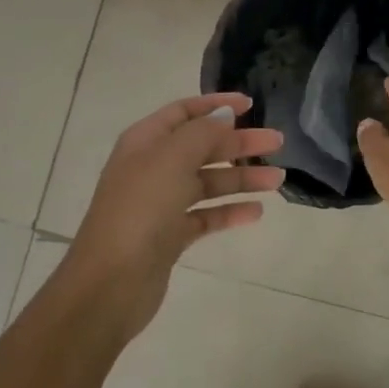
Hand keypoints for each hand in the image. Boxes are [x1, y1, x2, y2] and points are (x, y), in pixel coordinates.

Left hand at [62, 92, 283, 335]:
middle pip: (202, 146)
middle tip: (276, 142)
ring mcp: (161, 203)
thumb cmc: (141, 209)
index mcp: (146, 141)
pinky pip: (206, 215)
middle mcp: (152, 167)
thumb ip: (202, 132)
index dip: (216, 105)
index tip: (250, 105)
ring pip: (208, 182)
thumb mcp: (172, 159)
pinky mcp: (170, 236)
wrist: (110, 282)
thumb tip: (224, 115)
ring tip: (277, 179)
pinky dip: (229, 211)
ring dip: (241, 178)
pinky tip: (256, 212)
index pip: (184, 112)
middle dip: (239, 143)